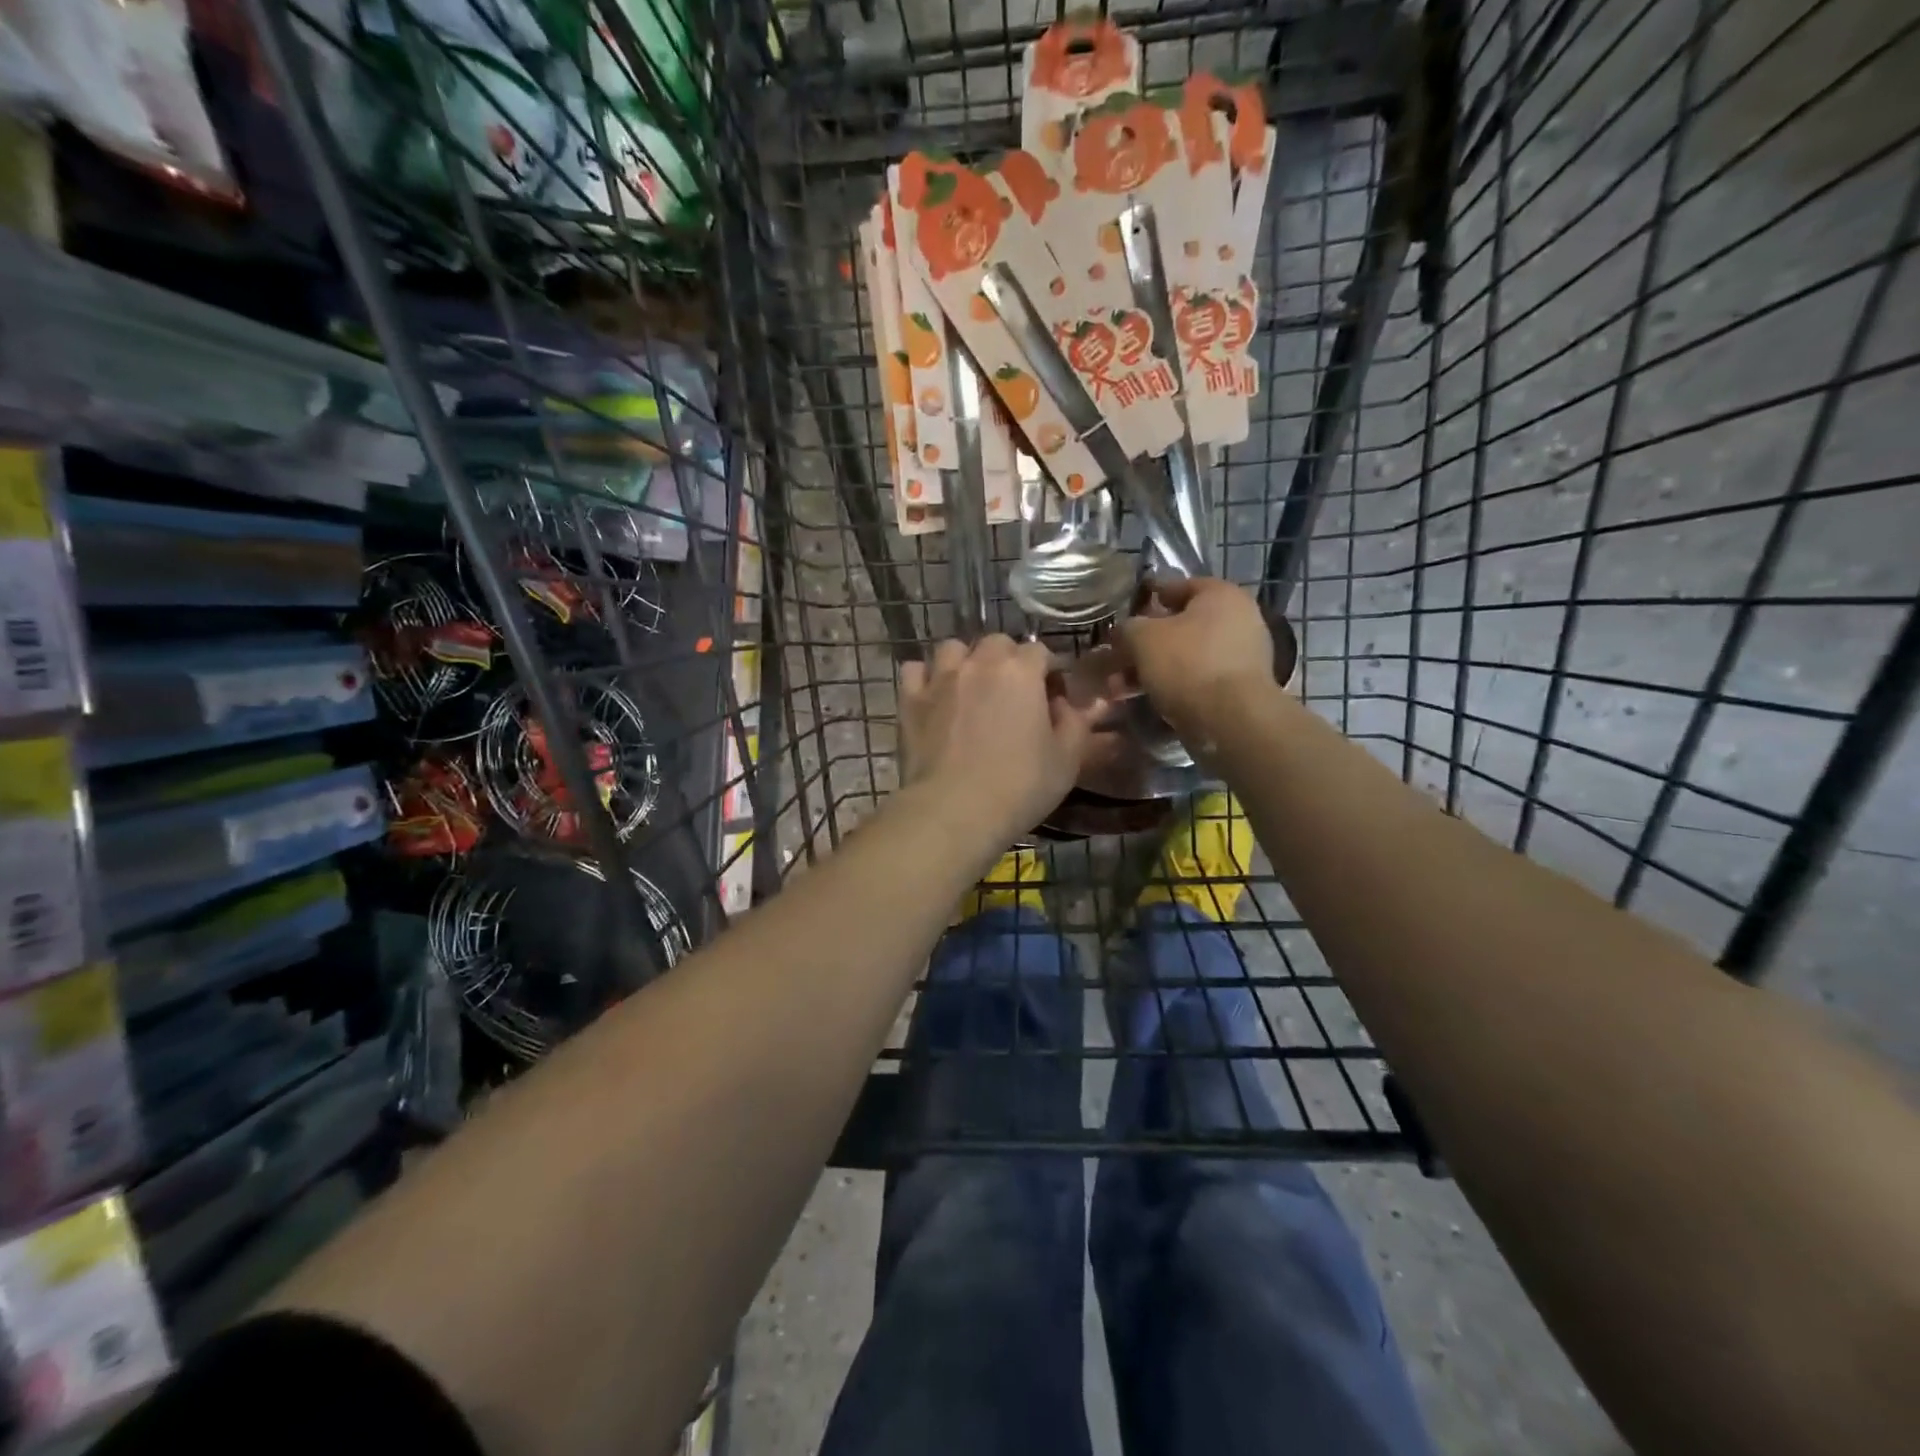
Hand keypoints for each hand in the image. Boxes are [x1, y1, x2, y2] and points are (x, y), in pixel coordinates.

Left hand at [897, 636, 1104, 842]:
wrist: (953, 811)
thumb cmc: (1019, 787)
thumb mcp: (1066, 760)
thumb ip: (1076, 723)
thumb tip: (1073, 704)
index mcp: (1021, 672)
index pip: (1041, 652)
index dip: (1049, 673)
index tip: (1052, 699)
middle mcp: (979, 663)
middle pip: (997, 643)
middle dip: (1009, 660)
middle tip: (1013, 695)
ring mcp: (940, 678)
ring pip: (954, 649)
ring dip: (967, 661)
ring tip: (972, 688)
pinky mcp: (910, 700)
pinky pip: (915, 670)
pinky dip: (926, 677)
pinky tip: (935, 696)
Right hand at [1117, 578, 1278, 743]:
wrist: (1230, 719)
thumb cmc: (1187, 664)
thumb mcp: (1142, 638)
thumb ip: (1128, 628)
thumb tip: (1124, 632)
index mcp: (1221, 595)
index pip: (1177, 585)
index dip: (1147, 597)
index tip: (1123, 612)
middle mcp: (1239, 619)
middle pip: (1180, 625)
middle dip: (1145, 643)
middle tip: (1118, 657)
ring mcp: (1242, 655)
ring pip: (1186, 656)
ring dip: (1153, 668)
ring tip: (1122, 687)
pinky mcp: (1239, 688)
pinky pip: (1197, 679)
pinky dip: (1172, 685)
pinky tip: (1146, 699)